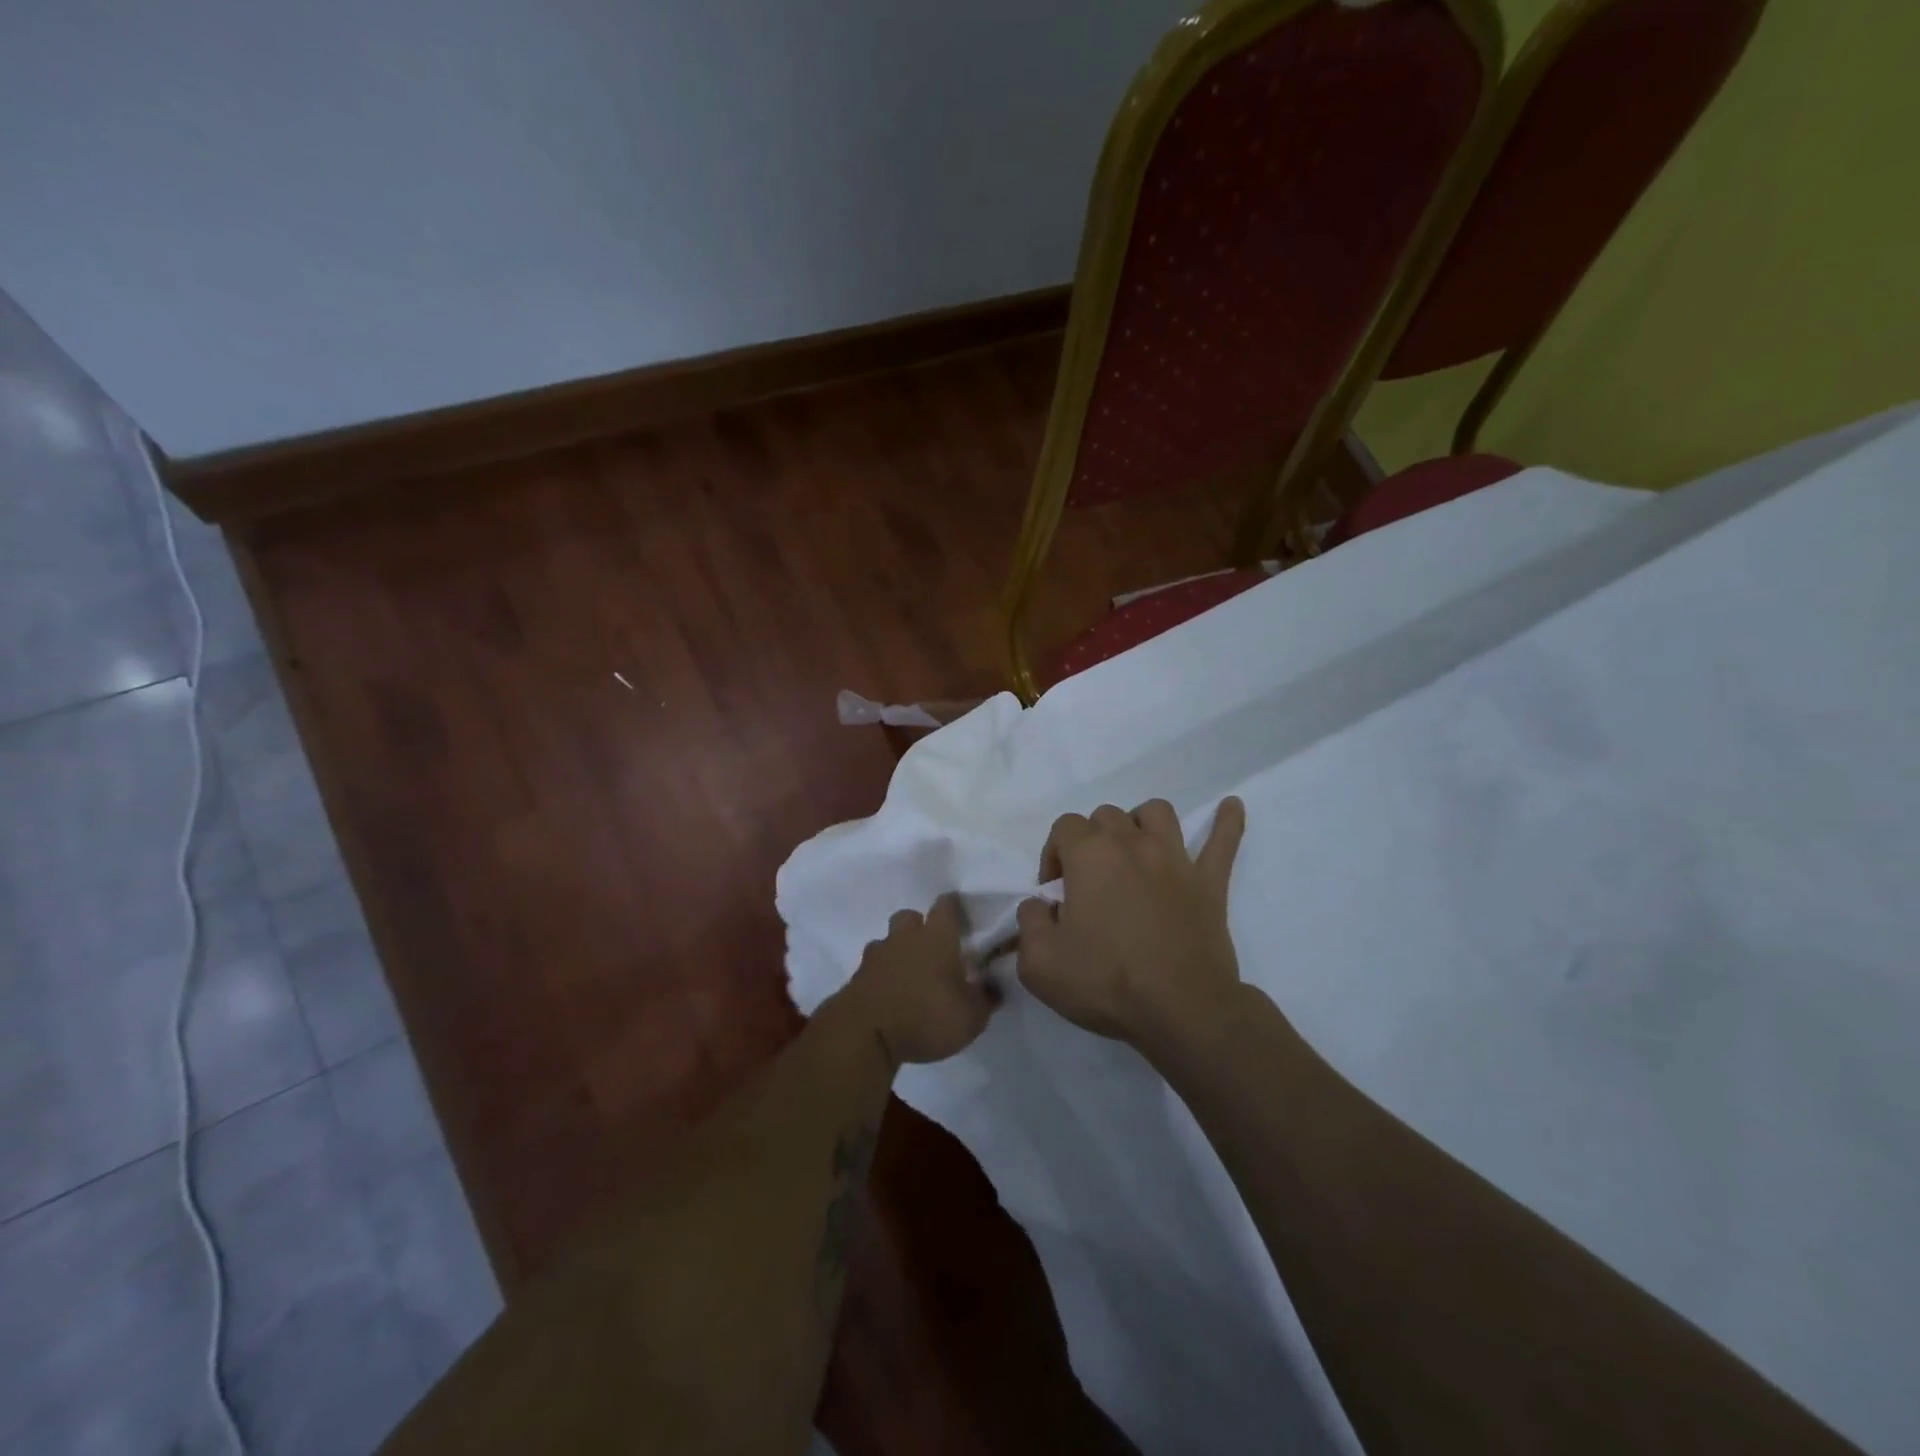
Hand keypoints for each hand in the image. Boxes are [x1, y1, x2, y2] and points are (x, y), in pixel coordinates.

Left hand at [843, 893, 999, 1066]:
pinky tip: (890, 991)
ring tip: (909, 972)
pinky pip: (873, 965)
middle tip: (933, 947)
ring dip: (898, 949)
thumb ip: (985, 999)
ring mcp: (877, 955)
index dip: (953, 906)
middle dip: (920, 925)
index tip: (961, 913)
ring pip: (888, 939)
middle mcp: (905, 938)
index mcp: (937, 938)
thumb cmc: (925, 1018)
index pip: (946, 906)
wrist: (865, 1034)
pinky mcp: (857, 976)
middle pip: (910, 916)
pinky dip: (882, 973)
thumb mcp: (970, 1017)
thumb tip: (993, 986)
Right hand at [1016, 797, 1246, 1056]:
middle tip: (1089, 882)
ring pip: (1156, 813)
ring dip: (1140, 824)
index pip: (1064, 827)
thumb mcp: (1039, 964)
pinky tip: (1231, 807)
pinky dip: (1226, 822)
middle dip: (1091, 840)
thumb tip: (1039, 906)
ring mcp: (1176, 859)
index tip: (1055, 892)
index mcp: (1090, 855)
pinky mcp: (1209, 883)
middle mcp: (1132, 844)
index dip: (1053, 854)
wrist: (1181, 1010)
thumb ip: (1028, 923)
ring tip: (1134, 851)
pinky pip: (1223, 841)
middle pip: (1107, 816)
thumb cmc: (1106, 982)